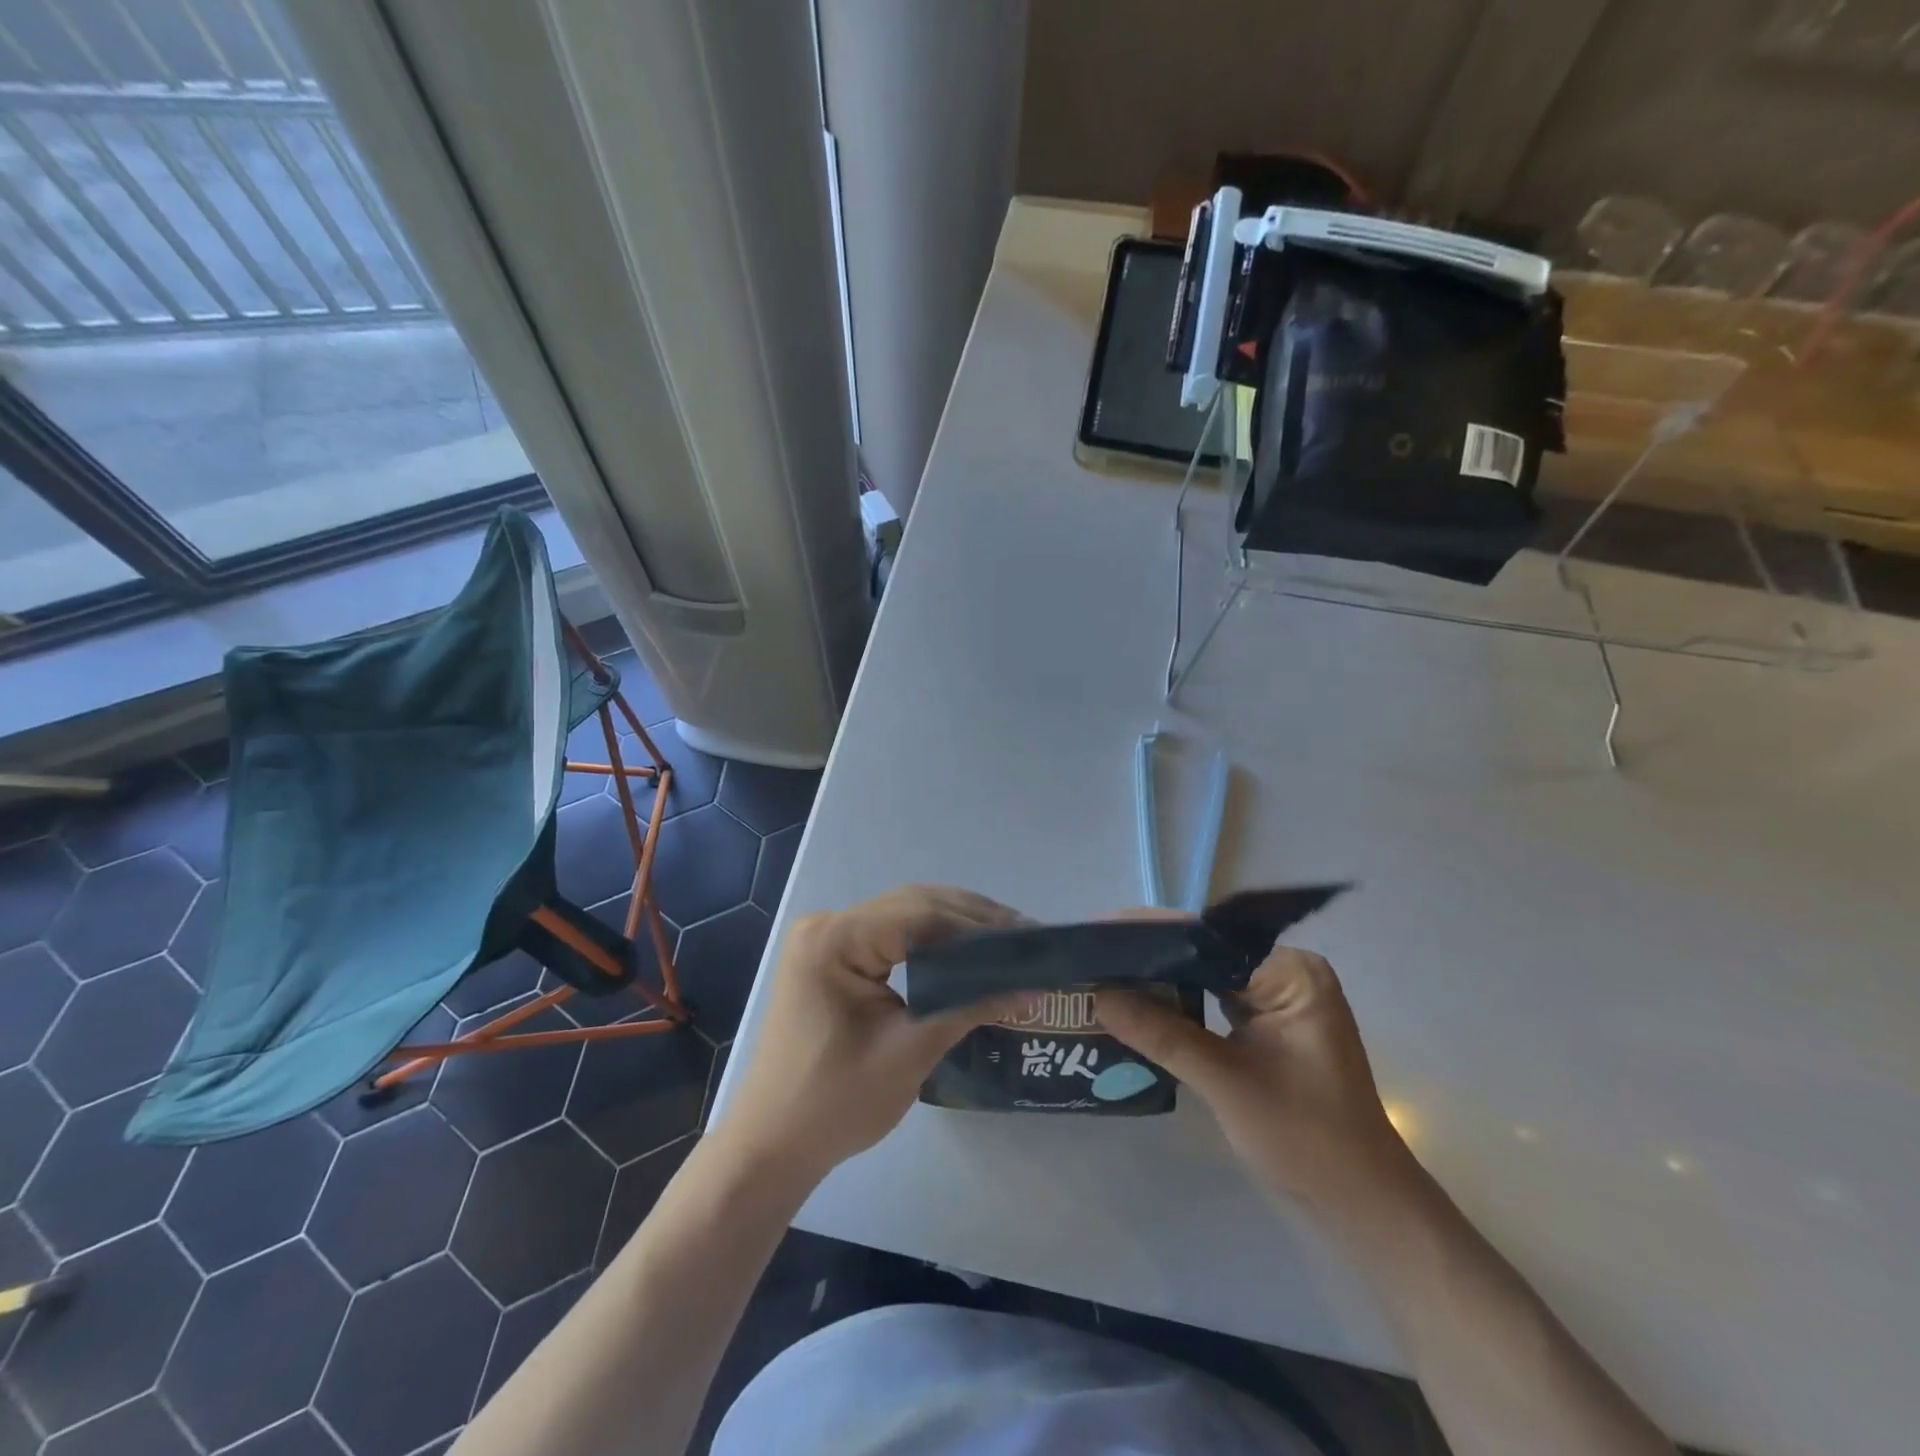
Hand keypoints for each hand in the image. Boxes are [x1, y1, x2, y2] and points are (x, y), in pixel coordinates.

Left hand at [713, 885, 1020, 1185]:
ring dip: (953, 926)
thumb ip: (971, 1007)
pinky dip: (928, 941)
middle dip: (971, 919)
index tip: (1029, 937)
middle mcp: (827, 924)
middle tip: (1025, 937)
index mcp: (835, 939)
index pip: (921, 914)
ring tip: (1005, 942)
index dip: (979, 924)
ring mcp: (825, 939)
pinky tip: (962, 953)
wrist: (770, 1146)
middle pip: (912, 905)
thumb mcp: (911, 1052)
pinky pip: (888, 935)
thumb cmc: (835, 1103)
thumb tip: (1033, 988)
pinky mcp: (830, 958)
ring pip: (903, 915)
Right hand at [1098, 943, 1412, 1211]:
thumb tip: (1097, 995)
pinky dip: (1179, 1006)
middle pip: (1205, 953)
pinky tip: (1138, 1006)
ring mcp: (1279, 1000)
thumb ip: (1162, 1035)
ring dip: (1160, 981)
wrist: (1363, 1206)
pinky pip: (1214, 1001)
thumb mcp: (1226, 1082)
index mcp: (1291, 972)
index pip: (1208, 939)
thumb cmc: (1306, 1139)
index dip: (1151, 935)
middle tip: (1092, 955)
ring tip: (1104, 974)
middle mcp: (1287, 974)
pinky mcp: (1269, 1025)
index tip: (1099, 933)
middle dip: (1149, 957)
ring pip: (1206, 977)